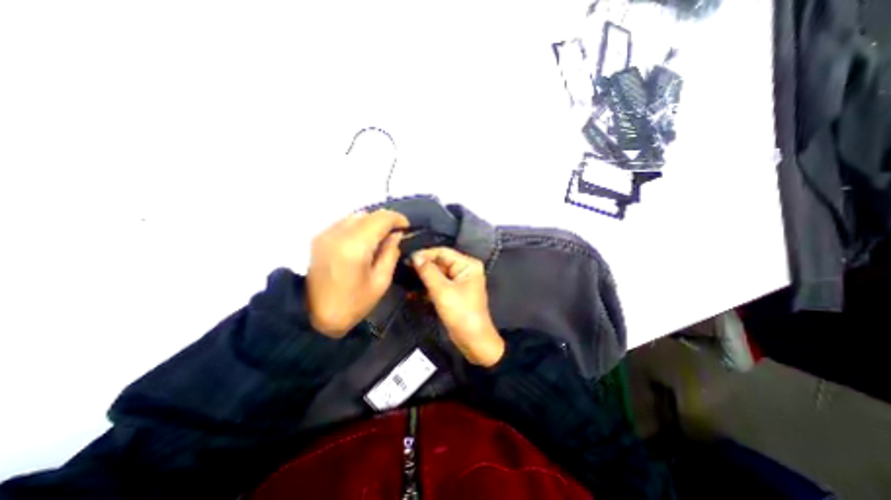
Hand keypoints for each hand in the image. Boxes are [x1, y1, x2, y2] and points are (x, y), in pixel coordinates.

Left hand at [303, 210, 406, 338]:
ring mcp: (326, 234)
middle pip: (368, 214)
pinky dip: (358, 226)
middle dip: (385, 220)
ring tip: (380, 237)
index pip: (381, 218)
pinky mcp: (319, 238)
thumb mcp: (380, 282)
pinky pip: (344, 222)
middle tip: (395, 234)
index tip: (406, 228)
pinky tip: (362, 241)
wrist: (314, 316)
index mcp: (356, 246)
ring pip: (356, 216)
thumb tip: (395, 235)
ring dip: (371, 222)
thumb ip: (390, 253)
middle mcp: (339, 234)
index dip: (397, 219)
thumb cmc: (353, 303)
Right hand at [408, 246, 504, 366]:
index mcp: (468, 265)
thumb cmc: (461, 314)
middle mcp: (465, 270)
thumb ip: (428, 272)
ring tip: (406, 280)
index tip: (407, 259)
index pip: (443, 252)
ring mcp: (459, 282)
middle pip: (440, 262)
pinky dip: (427, 288)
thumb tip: (415, 256)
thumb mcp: (442, 291)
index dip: (425, 254)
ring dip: (423, 278)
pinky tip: (413, 292)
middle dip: (423, 267)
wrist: (473, 341)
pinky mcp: (454, 293)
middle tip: (404, 269)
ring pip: (437, 274)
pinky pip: (438, 285)